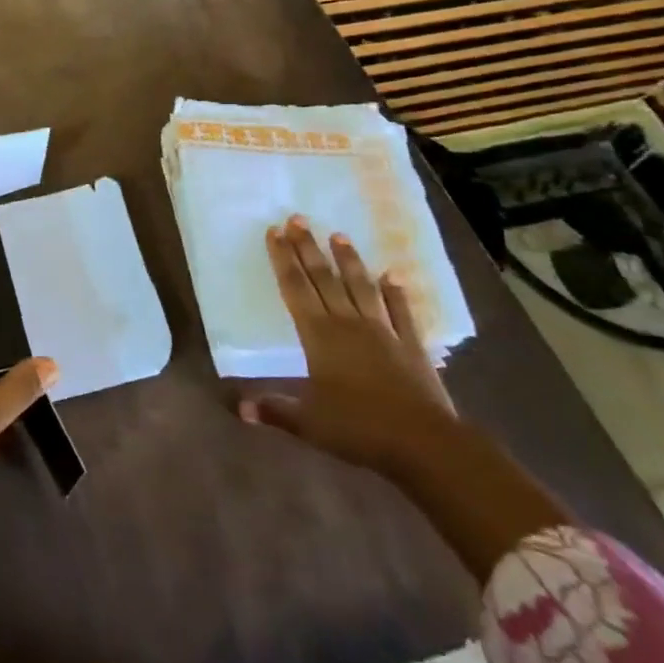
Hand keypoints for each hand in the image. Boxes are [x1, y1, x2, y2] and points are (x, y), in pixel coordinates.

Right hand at [238, 215, 456, 477]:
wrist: (424, 444)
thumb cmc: (359, 429)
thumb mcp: (308, 424)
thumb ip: (274, 410)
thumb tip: (238, 408)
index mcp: (319, 337)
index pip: (295, 289)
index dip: (283, 259)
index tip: (275, 231)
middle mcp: (348, 324)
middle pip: (324, 279)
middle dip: (308, 248)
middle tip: (297, 218)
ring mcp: (383, 332)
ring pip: (360, 287)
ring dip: (348, 260)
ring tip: (338, 234)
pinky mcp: (411, 346)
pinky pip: (401, 312)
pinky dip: (396, 292)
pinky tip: (392, 275)